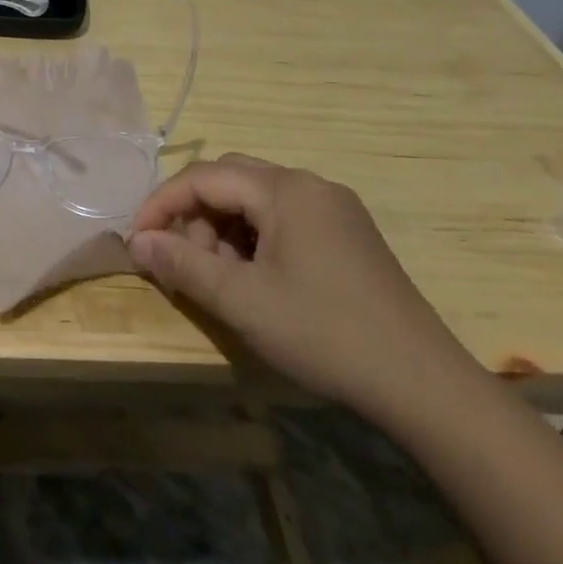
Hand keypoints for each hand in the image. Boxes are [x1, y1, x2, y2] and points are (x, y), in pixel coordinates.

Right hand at [128, 154, 480, 421]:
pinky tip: (255, 280)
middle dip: (194, 217)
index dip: (162, 205)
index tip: (137, 241)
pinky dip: (254, 241)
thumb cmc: (324, 332)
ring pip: (256, 202)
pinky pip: (284, 221)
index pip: (204, 177)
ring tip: (218, 278)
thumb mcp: (241, 300)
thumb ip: (182, 264)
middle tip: (181, 262)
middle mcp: (310, 185)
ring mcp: (335, 210)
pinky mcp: (349, 236)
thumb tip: (138, 242)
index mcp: (285, 188)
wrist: (424, 386)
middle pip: (230, 181)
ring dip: (223, 231)